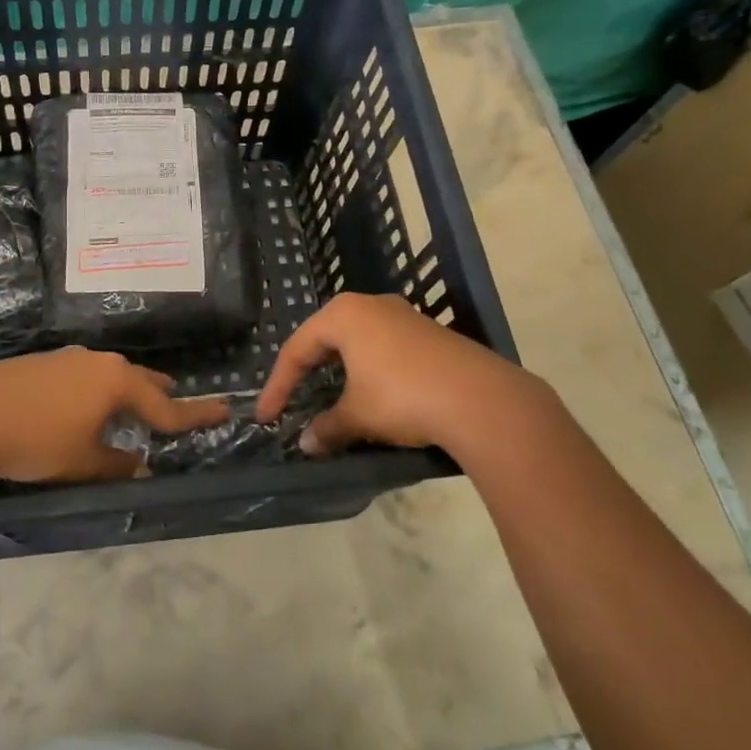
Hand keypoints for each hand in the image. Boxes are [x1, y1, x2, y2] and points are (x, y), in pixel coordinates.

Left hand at [0, 348, 230, 484]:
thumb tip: (139, 465)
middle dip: (160, 393)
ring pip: (111, 375)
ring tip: (137, 401)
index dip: (194, 414)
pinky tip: (88, 403)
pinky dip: (100, 389)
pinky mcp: (44, 364)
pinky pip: (87, 376)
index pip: (165, 405)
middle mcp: (98, 363)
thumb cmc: (35, 440)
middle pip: (140, 380)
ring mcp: (69, 360)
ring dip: (129, 389)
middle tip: (179, 400)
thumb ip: (116, 463)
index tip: (223, 411)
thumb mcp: (82, 461)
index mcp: (116, 383)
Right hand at [256, 293, 558, 459]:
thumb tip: (307, 444)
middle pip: (325, 338)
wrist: (482, 400)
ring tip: (331, 396)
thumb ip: (327, 428)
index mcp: (344, 314)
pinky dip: (369, 371)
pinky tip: (373, 394)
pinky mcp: (430, 333)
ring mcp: (404, 316)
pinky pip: (384, 348)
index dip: (278, 385)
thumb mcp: (358, 416)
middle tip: (294, 399)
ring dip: (340, 371)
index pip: (297, 349)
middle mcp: (372, 305)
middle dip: (307, 371)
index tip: (267, 417)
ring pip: (357, 341)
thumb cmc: (403, 397)